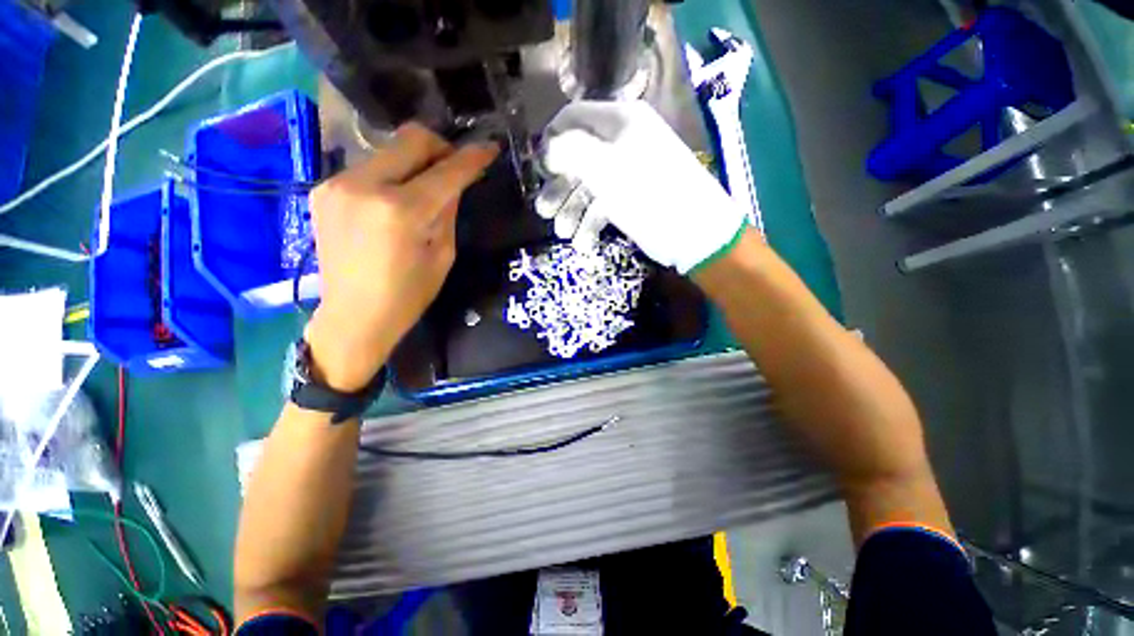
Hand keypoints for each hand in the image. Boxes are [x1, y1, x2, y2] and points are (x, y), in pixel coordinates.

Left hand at [305, 123, 498, 390]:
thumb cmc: (409, 294)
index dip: (471, 158)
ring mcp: (338, 183)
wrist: (354, 315)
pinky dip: (390, 176)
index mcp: (402, 211)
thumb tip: (455, 182)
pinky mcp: (323, 189)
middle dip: (439, 148)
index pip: (446, 171)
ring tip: (423, 190)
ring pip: (388, 151)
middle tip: (453, 167)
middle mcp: (365, 185)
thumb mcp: (443, 254)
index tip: (489, 148)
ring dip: (413, 163)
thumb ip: (448, 211)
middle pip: (410, 139)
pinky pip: (368, 168)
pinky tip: (394, 201)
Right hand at [541, 101, 747, 273]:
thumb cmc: (649, 195)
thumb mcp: (607, 168)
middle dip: (559, 186)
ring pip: (588, 187)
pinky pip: (603, 206)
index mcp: (619, 122)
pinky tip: (584, 243)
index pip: (574, 117)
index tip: (539, 168)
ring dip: (572, 210)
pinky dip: (591, 224)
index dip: (552, 140)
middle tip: (544, 211)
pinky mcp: (630, 200)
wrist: (693, 232)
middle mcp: (622, 143)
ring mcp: (626, 174)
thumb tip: (548, 148)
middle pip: (577, 158)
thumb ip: (572, 151)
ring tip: (563, 233)